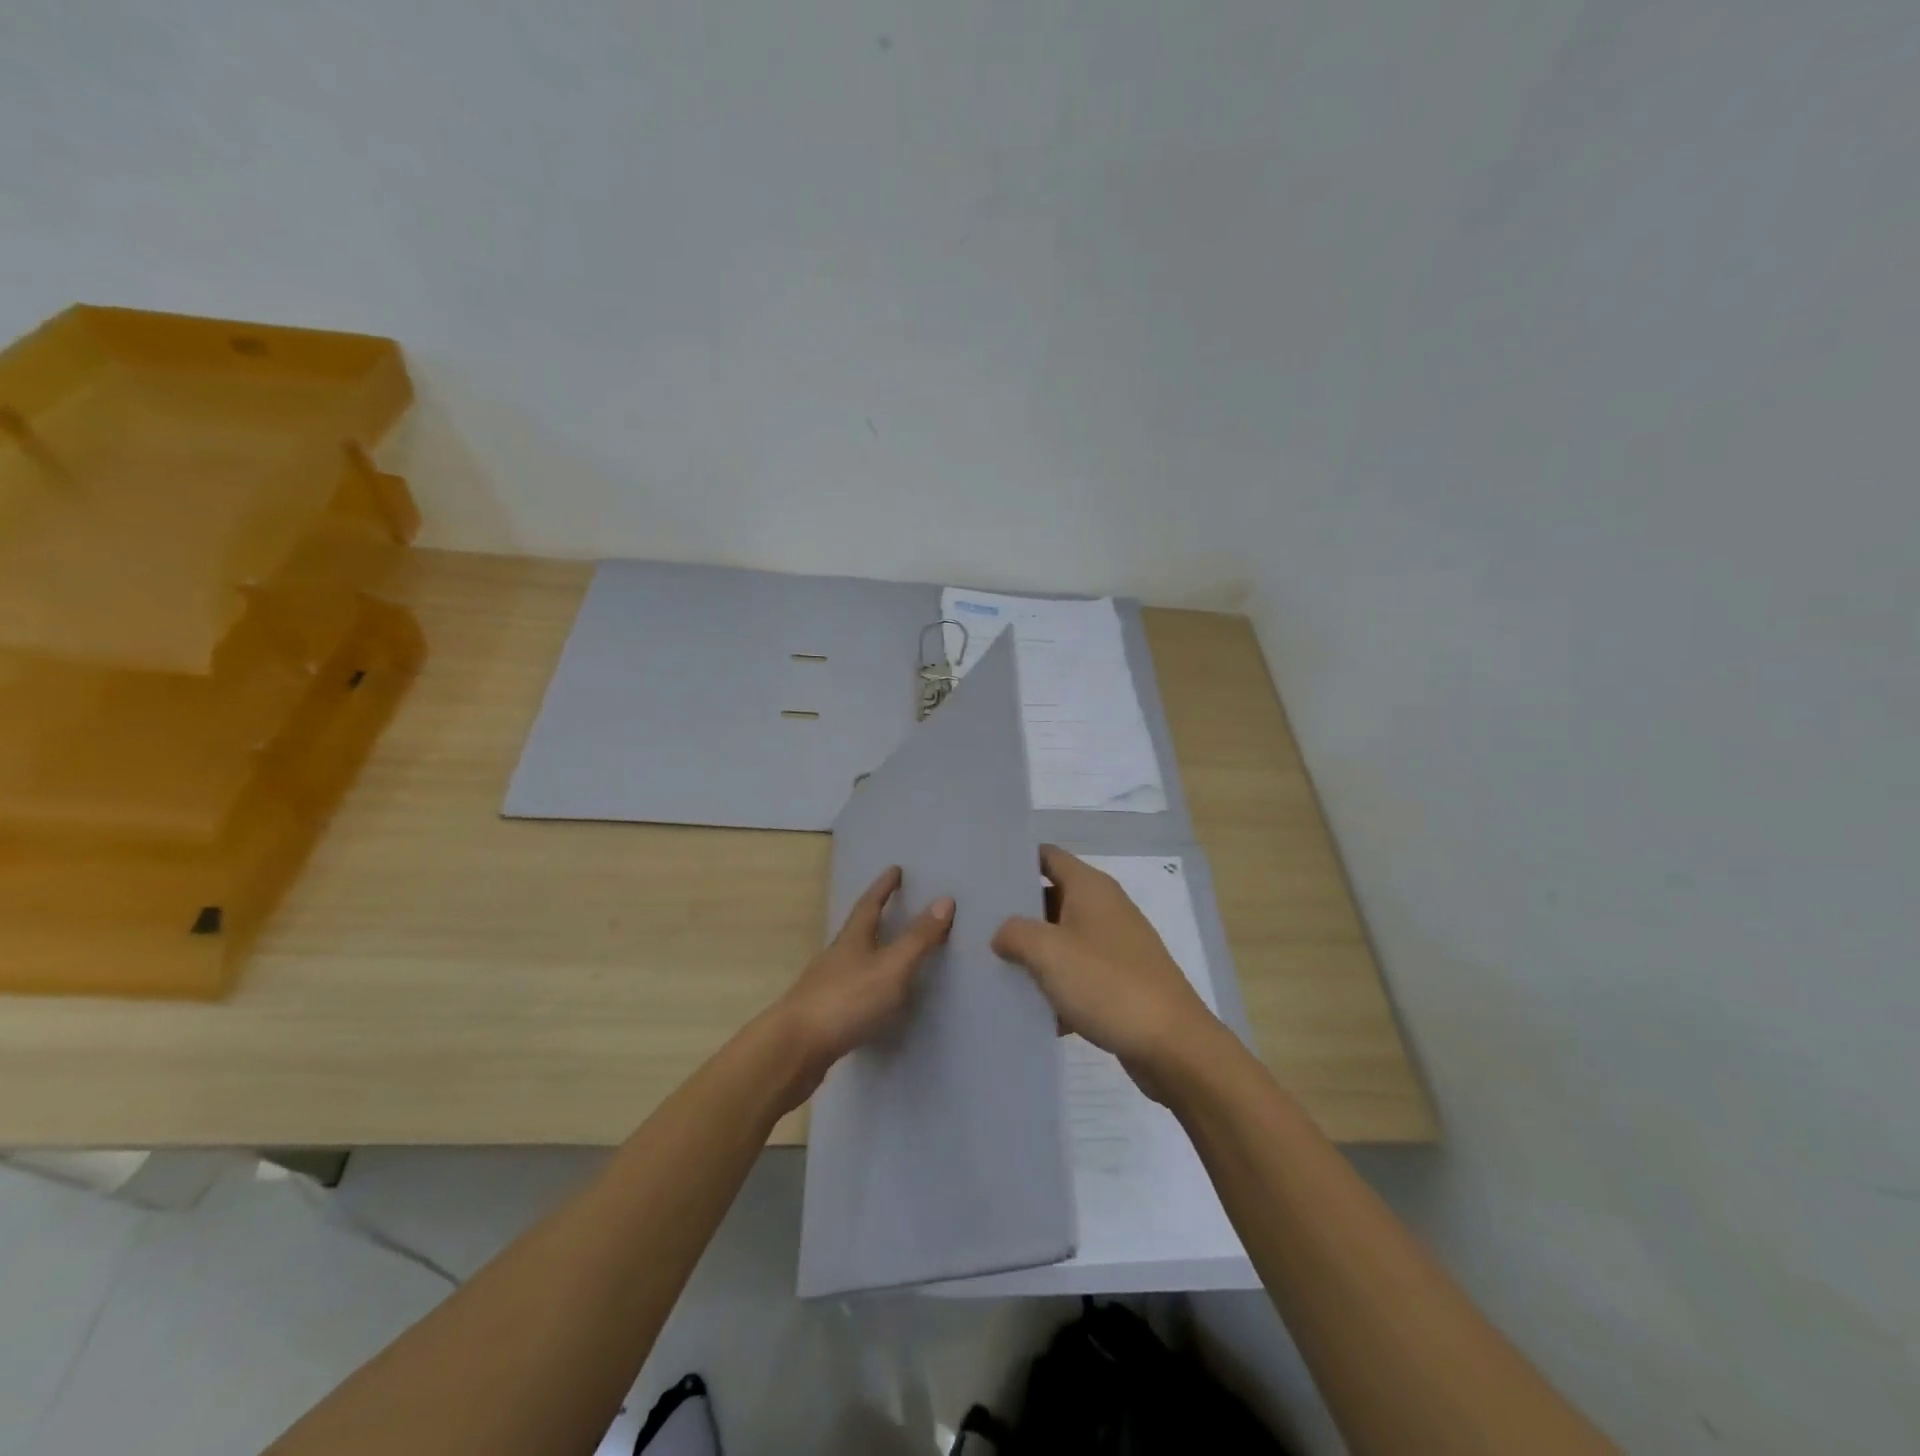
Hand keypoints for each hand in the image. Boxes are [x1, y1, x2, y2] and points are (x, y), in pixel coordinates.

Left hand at [776, 866, 953, 1098]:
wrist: (794, 1049)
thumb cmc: (847, 1000)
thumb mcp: (892, 967)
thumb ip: (918, 938)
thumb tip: (945, 899)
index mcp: (853, 939)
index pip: (870, 904)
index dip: (884, 887)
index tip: (895, 870)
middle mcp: (837, 956)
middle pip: (857, 929)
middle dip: (875, 916)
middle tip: (894, 905)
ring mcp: (825, 985)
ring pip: (852, 959)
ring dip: (870, 951)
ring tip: (888, 951)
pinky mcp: (822, 1014)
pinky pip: (849, 988)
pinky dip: (865, 984)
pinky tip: (872, 999)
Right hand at [992, 845, 1221, 1093]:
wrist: (1172, 1045)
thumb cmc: (1108, 984)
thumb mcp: (1049, 952)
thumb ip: (1015, 933)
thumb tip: (1002, 933)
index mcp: (1091, 888)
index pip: (1047, 856)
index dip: (1015, 861)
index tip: (981, 875)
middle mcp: (1104, 909)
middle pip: (1051, 898)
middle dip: (1016, 912)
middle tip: (975, 924)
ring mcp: (1114, 947)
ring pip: (1062, 940)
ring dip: (1033, 953)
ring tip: (990, 965)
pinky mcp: (1119, 982)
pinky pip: (1077, 975)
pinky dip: (1055, 987)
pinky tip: (1026, 1009)